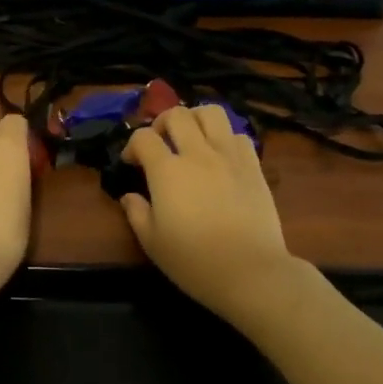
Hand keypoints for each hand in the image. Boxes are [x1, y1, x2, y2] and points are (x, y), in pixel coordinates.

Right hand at [120, 105, 298, 320]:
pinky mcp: (253, 165)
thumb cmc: (194, 261)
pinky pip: (238, 134)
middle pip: (177, 114)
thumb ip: (137, 213)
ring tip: (191, 137)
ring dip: (195, 118)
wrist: (250, 271)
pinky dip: (225, 138)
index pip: (143, 138)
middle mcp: (197, 154)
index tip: (132, 163)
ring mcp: (229, 156)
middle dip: (161, 123)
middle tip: (160, 143)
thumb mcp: (153, 243)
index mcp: (167, 171)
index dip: (132, 146)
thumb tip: (129, 196)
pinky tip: (220, 156)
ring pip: (211, 112)